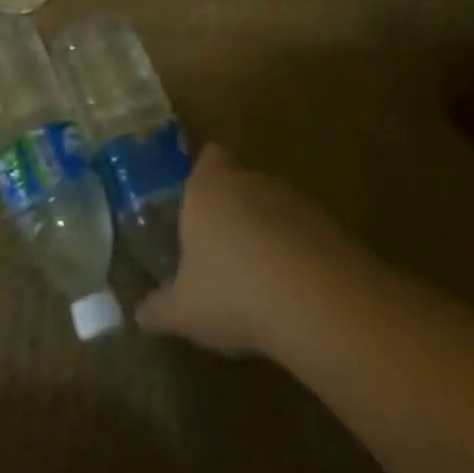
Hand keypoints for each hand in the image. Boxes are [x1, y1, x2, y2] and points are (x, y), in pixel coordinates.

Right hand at [137, 144, 374, 357]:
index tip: (202, 198)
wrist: (320, 304)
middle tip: (226, 246)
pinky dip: (303, 256)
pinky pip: (309, 235)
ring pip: (277, 207)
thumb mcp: (186, 311)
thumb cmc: (234, 292)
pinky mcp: (334, 230)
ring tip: (264, 277)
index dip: (206, 172)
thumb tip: (139, 315)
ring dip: (271, 232)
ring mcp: (296, 203)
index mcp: (207, 188)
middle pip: (242, 181)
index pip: (208, 157)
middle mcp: (250, 182)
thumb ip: (160, 309)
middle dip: (236, 207)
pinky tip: (299, 294)